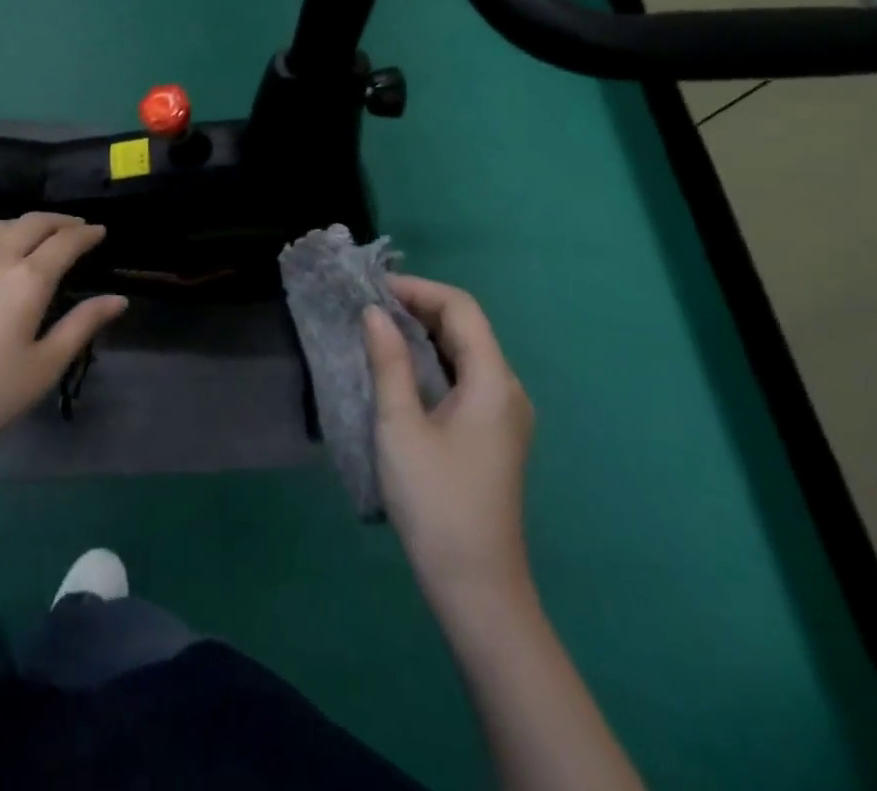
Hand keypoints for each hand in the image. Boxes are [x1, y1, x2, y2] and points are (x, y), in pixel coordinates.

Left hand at [0, 213, 126, 478]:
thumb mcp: (43, 368)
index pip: (65, 242)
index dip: (86, 233)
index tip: (100, 231)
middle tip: (76, 227)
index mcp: (27, 280)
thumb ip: (81, 326)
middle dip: (59, 221)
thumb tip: (118, 299)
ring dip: (25, 224)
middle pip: (32, 223)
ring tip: (38, 234)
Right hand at [364, 275, 534, 604]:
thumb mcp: (400, 426)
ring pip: (465, 351)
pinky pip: (465, 377)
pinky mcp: (493, 433)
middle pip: (466, 326)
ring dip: (424, 332)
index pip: (461, 308)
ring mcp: (504, 413)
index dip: (418, 289)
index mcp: (492, 381)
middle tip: (369, 306)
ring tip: (378, 329)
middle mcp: (507, 389)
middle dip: (419, 307)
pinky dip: (433, 360)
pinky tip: (401, 368)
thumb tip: (373, 312)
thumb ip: (388, 362)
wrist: (476, 587)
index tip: (374, 289)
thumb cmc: (435, 501)